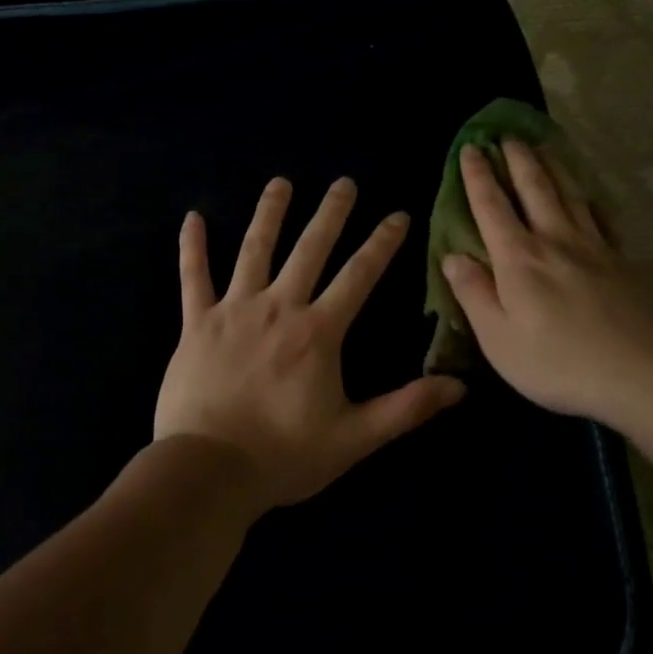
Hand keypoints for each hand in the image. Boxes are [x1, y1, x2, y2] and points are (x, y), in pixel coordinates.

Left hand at [155, 176, 466, 510]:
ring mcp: (234, 311)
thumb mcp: (355, 438)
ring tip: (280, 183)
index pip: (358, 275)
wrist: (208, 471)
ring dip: (270, 214)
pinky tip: (192, 217)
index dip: (382, 243)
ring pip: (254, 250)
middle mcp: (278, 307)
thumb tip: (460, 386)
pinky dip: (193, 247)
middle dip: (331, 214)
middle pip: (309, 249)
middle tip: (344, 182)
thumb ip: (406, 408)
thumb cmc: (284, 456)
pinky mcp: (196, 324)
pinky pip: (193, 277)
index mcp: (318, 332)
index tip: (398, 214)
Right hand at [440, 140, 652, 427]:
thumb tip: (453, 256)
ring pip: (570, 194)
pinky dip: (591, 201)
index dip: (477, 176)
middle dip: (517, 159)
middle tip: (507, 135)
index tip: (470, 148)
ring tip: (543, 146)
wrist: (641, 372)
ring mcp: (594, 247)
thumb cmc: (557, 362)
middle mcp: (555, 241)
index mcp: (519, 259)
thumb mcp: (498, 338)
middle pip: (535, 188)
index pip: (492, 207)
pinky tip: (590, 197)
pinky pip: (602, 219)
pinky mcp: (622, 261)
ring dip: (553, 167)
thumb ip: (473, 294)